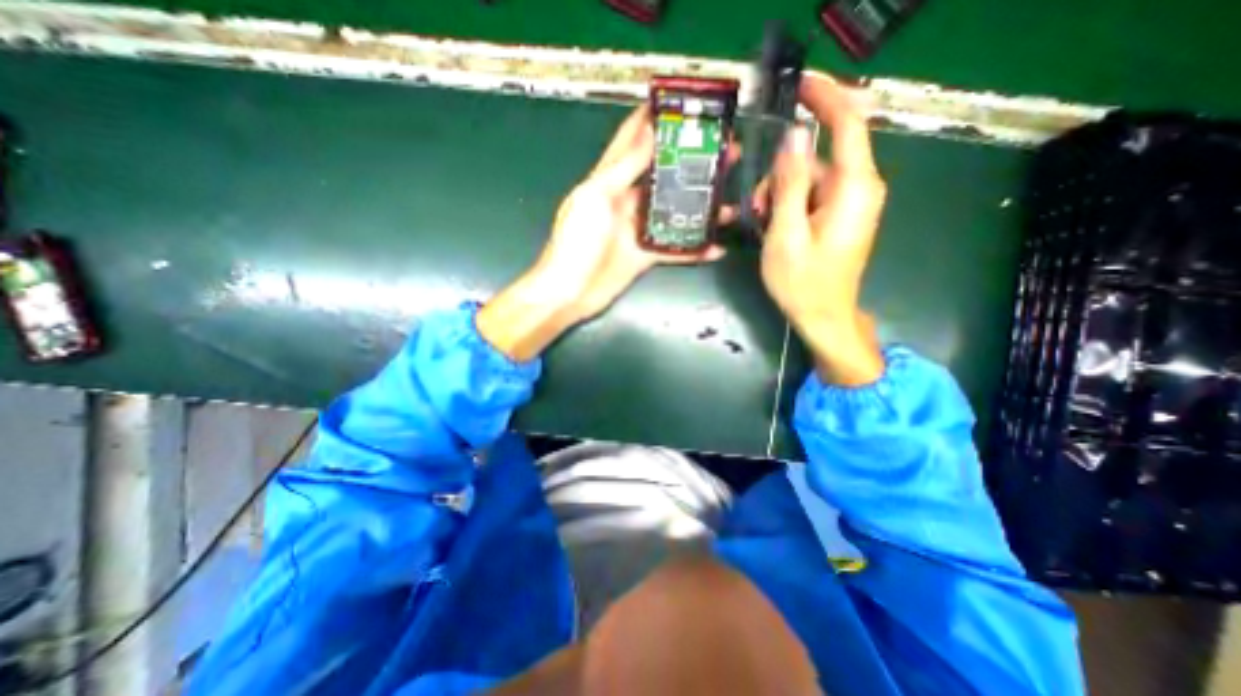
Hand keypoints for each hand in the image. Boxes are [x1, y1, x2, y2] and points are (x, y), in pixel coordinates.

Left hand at [476, 107, 728, 364]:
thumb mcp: (595, 197)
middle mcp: (626, 201)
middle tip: (725, 152)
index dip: (653, 121)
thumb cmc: (576, 242)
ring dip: (701, 207)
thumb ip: (623, 168)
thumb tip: (649, 133)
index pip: (632, 142)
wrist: (570, 292)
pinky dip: (695, 249)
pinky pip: (675, 250)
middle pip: (664, 176)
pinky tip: (717, 247)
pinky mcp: (645, 256)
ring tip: (730, 200)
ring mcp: (637, 230)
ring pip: (675, 213)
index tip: (683, 104)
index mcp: (609, 180)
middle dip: (692, 163)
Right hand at [752, 73, 887, 386]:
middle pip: (819, 157)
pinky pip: (812, 195)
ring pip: (811, 178)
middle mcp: (859, 188)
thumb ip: (791, 185)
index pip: (848, 123)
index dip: (825, 96)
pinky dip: (789, 205)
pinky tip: (773, 227)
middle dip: (782, 174)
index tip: (797, 85)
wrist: (823, 317)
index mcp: (853, 188)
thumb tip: (794, 138)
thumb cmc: (803, 282)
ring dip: (781, 194)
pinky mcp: (840, 216)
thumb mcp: (787, 234)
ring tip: (761, 224)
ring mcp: (850, 203)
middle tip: (756, 206)